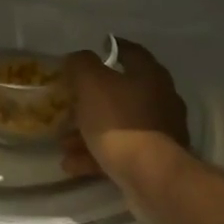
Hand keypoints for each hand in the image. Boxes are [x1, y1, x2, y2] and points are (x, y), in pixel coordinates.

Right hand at [61, 39, 189, 190]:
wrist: (151, 175)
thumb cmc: (120, 122)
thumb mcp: (92, 84)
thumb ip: (82, 65)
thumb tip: (78, 58)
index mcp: (150, 75)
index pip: (131, 52)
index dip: (111, 48)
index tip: (95, 50)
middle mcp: (160, 100)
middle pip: (122, 93)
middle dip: (91, 100)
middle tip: (68, 104)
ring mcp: (160, 132)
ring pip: (118, 126)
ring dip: (89, 132)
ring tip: (63, 142)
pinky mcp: (154, 161)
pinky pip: (120, 152)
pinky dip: (96, 156)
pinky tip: (72, 165)